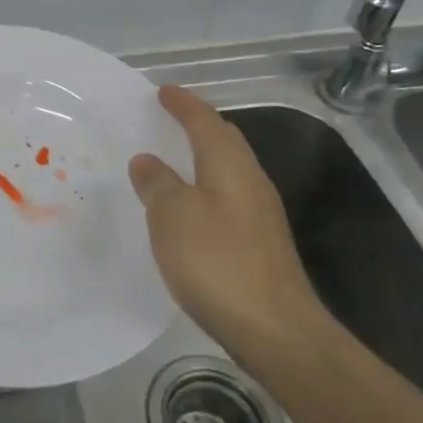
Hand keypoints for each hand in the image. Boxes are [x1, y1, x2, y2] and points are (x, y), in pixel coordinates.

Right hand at [127, 85, 328, 375]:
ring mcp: (260, 215)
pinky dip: (205, 188)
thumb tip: (147, 160)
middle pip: (225, 141)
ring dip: (203, 157)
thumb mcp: (173, 216)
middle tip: (170, 117)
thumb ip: (158, 184)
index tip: (162, 91)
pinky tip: (189, 208)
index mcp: (230, 166)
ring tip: (174, 157)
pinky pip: (227, 198)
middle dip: (199, 124)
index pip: (206, 122)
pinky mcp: (260, 245)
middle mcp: (251, 182)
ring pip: (228, 170)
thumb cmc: (217, 262)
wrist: (275, 330)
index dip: (183, 104)